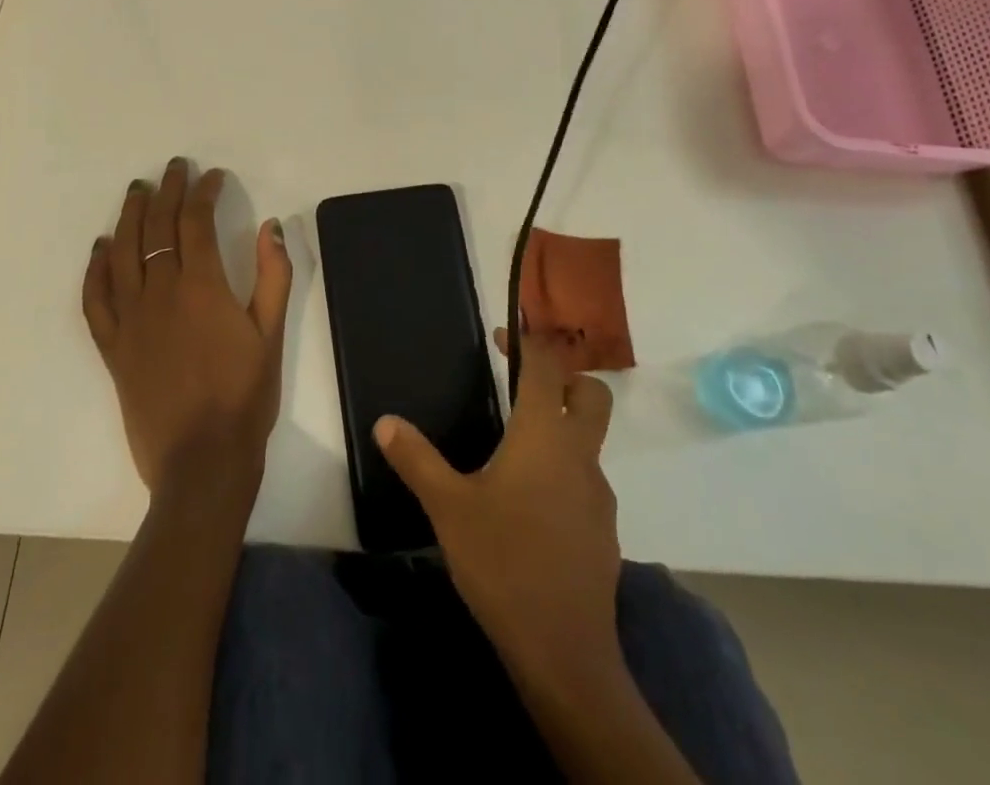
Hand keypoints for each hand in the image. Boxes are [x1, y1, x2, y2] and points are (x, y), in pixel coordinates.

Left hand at [82, 160, 291, 497]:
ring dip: (129, 216)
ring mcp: (130, 320)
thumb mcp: (271, 334)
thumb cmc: (244, 397)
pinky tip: (101, 247)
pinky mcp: (112, 347)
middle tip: (173, 168)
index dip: (203, 192)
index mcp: (201, 287)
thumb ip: (273, 275)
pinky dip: (95, 268)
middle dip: (167, 191)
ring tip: (136, 190)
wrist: (201, 462)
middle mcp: (159, 293)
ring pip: (122, 253)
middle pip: (157, 227)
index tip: (212, 176)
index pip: (196, 221)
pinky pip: (95, 299)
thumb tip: (270, 225)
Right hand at [375, 329, 620, 674]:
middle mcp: (579, 454)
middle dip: (566, 377)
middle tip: (525, 386)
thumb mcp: (449, 508)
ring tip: (516, 451)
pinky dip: (565, 472)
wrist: (564, 652)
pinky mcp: (604, 530)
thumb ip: (417, 460)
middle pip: (591, 394)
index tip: (503, 335)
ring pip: (590, 441)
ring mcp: (598, 494)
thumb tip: (385, 421)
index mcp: (544, 435)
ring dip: (563, 428)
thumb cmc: (503, 563)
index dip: (528, 341)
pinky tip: (531, 505)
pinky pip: (586, 481)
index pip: (547, 366)